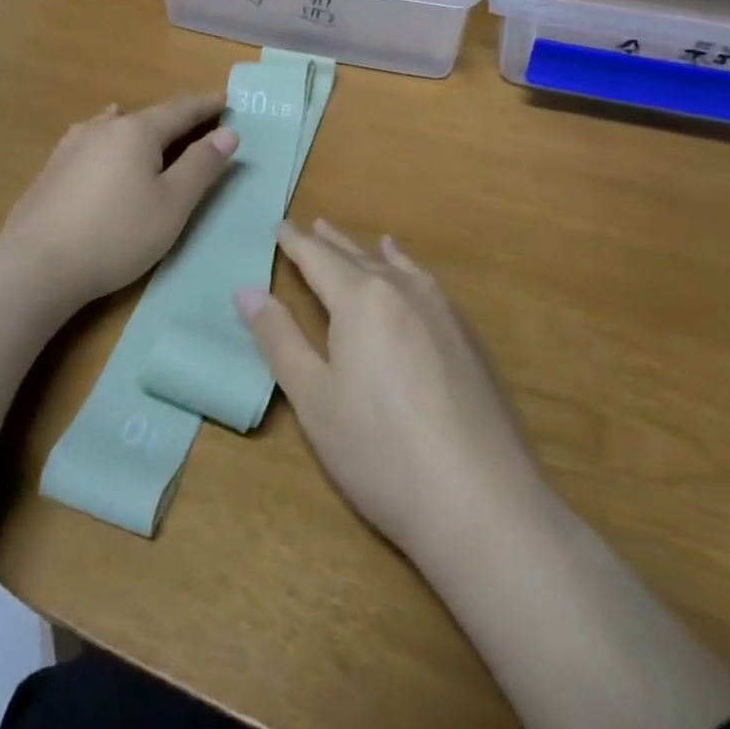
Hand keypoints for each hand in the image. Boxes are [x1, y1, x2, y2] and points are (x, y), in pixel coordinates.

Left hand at [0, 94, 239, 310]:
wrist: (37, 264)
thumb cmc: (118, 234)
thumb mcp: (173, 204)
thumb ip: (201, 166)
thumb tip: (229, 132)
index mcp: (137, 131)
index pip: (181, 110)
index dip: (206, 106)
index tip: (226, 100)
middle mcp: (103, 127)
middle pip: (147, 116)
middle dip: (175, 119)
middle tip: (196, 122)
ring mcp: (72, 145)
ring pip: (113, 125)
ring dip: (137, 126)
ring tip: (146, 127)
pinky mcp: (52, 168)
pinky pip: (92, 142)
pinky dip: (110, 141)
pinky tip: (101, 149)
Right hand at [237, 219, 543, 563]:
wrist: (482, 504)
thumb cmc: (380, 452)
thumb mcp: (313, 399)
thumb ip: (279, 338)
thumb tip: (247, 290)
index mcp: (360, 300)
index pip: (318, 259)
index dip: (295, 243)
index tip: (279, 226)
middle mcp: (402, 292)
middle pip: (358, 258)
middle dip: (332, 243)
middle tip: (312, 225)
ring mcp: (442, 313)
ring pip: (398, 268)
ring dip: (373, 253)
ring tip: (367, 240)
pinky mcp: (469, 340)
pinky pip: (428, 285)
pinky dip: (411, 271)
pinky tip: (414, 276)